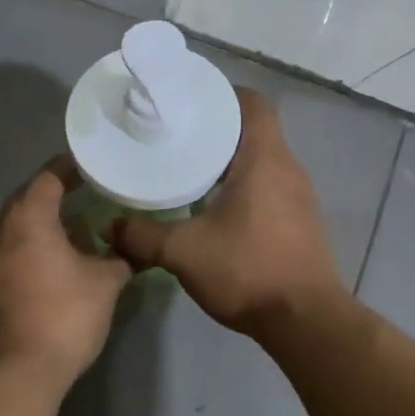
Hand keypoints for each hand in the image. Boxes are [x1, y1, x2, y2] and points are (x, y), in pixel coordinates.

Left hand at [0, 155, 132, 383]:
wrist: (15, 373)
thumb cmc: (63, 316)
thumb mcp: (105, 283)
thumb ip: (119, 257)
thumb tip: (129, 248)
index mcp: (27, 218)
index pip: (48, 177)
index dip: (71, 168)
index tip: (93, 166)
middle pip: (27, 198)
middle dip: (56, 193)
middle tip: (88, 193)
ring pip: (16, 225)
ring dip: (42, 221)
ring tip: (75, 226)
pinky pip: (9, 249)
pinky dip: (31, 244)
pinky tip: (55, 259)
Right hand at [113, 89, 348, 336]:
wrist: (305, 320)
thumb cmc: (248, 270)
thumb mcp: (184, 252)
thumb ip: (143, 235)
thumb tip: (109, 226)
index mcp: (265, 159)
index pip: (252, 103)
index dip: (223, 95)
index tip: (190, 101)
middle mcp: (288, 169)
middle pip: (255, 130)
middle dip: (217, 128)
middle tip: (177, 135)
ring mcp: (300, 196)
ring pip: (263, 160)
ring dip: (231, 159)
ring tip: (190, 167)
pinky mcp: (301, 221)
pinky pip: (270, 185)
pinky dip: (244, 184)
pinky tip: (216, 205)